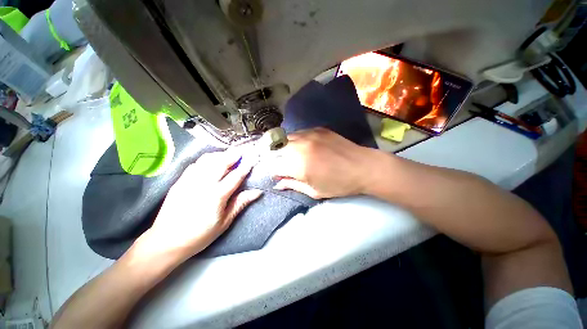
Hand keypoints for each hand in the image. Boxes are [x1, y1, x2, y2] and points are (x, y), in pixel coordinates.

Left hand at [130, 149, 261, 261]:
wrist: (166, 241)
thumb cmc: (200, 234)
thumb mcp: (225, 222)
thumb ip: (240, 203)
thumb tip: (257, 192)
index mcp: (216, 195)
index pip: (235, 176)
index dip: (246, 166)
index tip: (253, 159)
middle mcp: (203, 184)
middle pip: (221, 163)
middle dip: (233, 155)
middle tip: (242, 150)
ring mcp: (190, 180)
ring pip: (207, 160)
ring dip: (220, 154)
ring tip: (229, 153)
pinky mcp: (180, 181)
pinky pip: (195, 164)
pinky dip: (206, 159)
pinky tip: (211, 161)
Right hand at [269, 128, 382, 198]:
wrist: (363, 167)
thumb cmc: (339, 184)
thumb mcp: (314, 191)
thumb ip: (292, 185)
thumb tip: (277, 184)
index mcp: (298, 165)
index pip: (274, 166)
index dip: (275, 172)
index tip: (280, 176)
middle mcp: (299, 147)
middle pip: (275, 148)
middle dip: (276, 158)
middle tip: (284, 165)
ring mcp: (309, 134)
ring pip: (285, 138)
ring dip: (284, 148)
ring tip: (293, 156)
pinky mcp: (317, 129)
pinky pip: (299, 133)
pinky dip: (296, 141)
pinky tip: (305, 147)